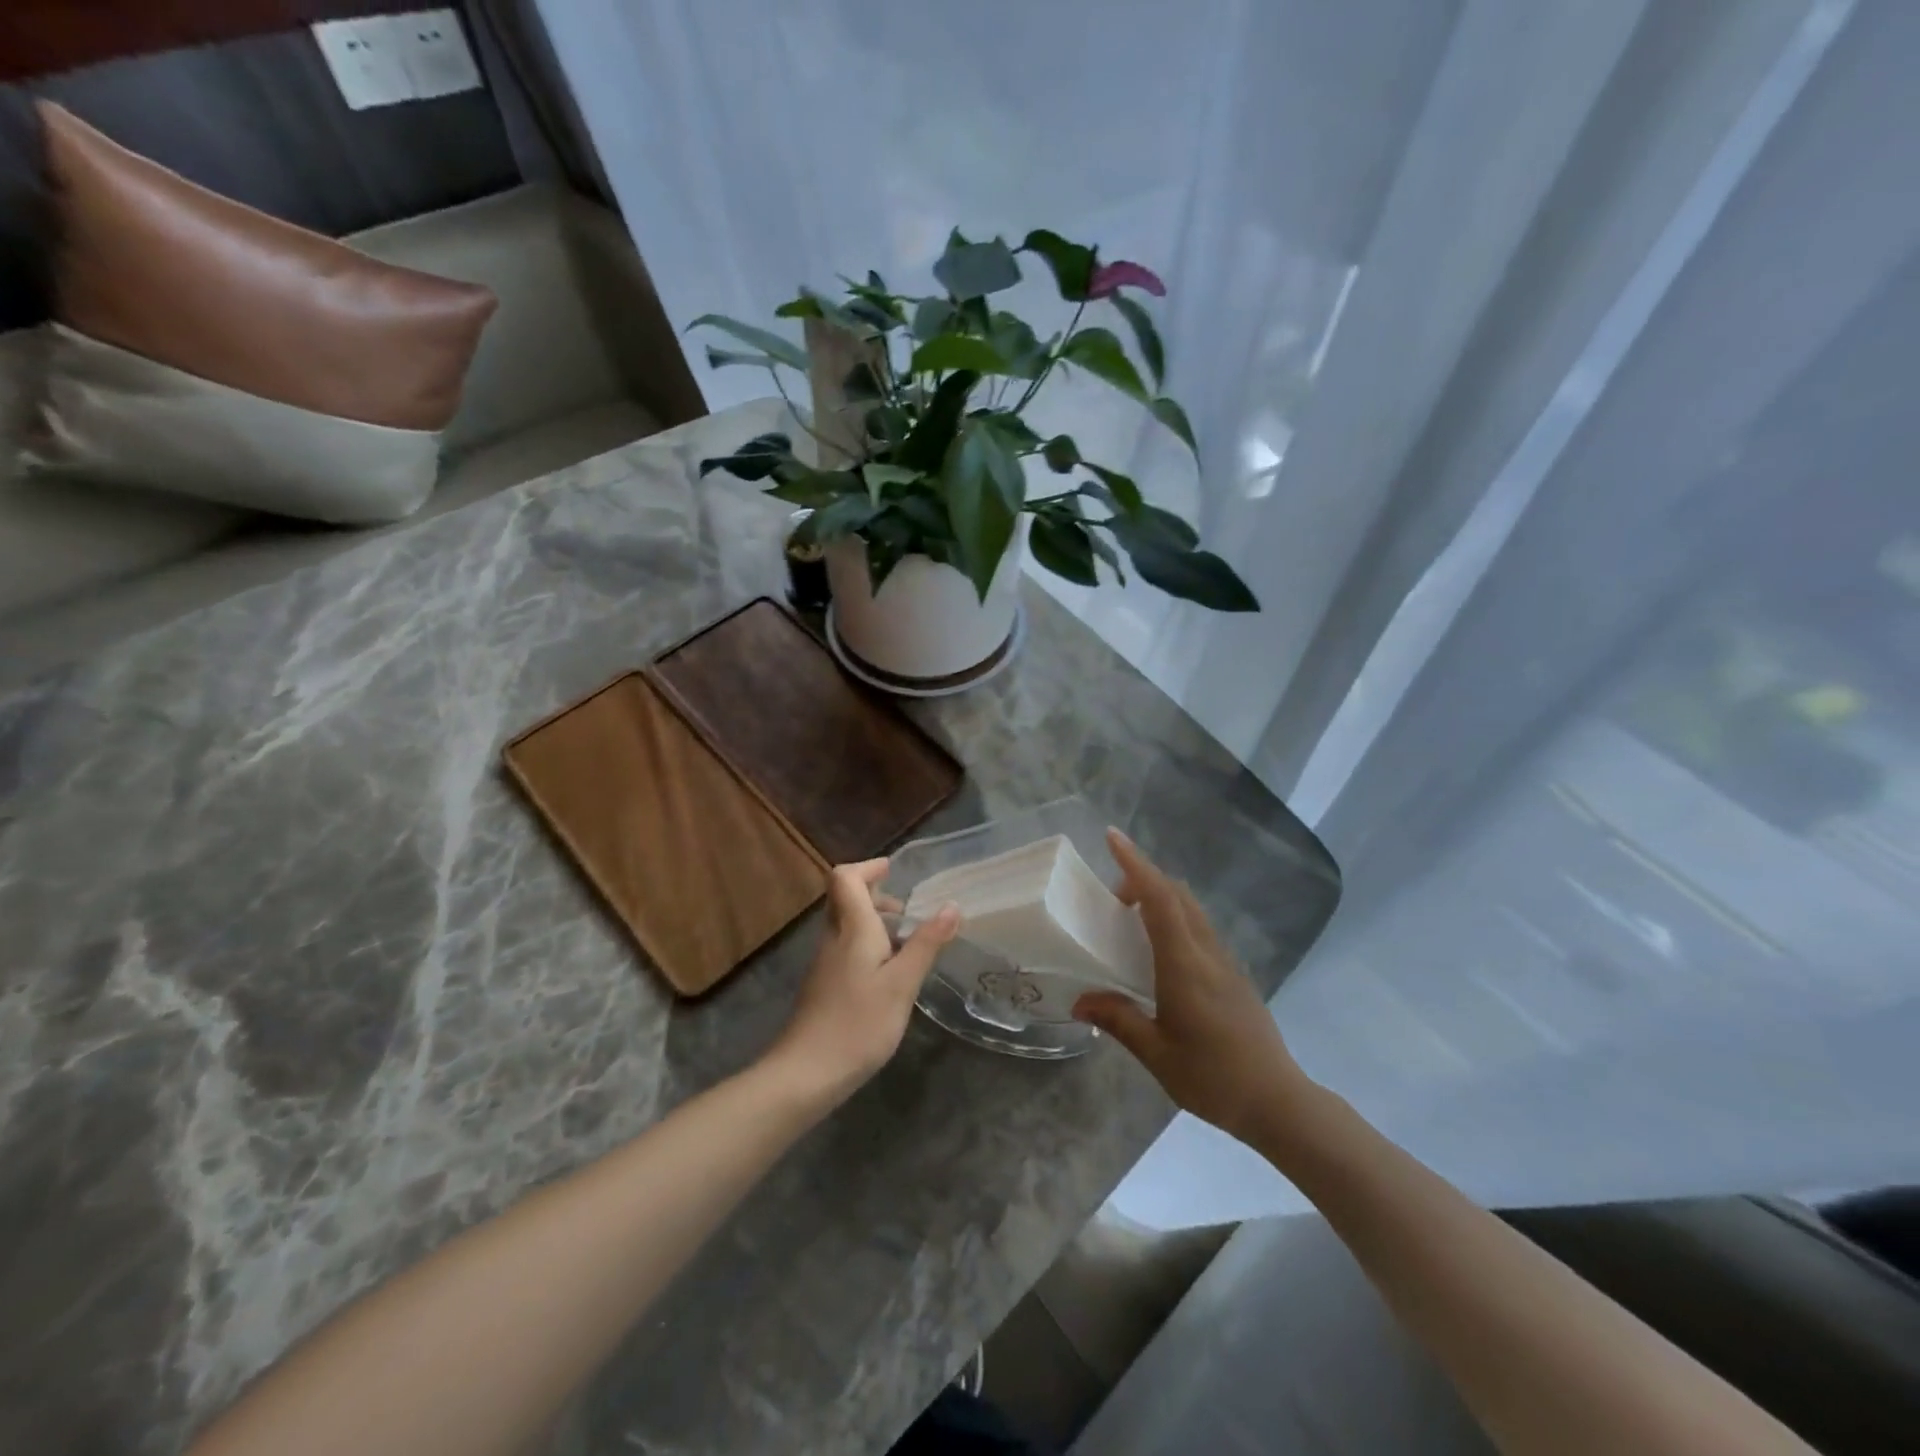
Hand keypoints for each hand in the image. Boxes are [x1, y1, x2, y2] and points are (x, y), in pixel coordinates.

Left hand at [766, 859, 958, 1105]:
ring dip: (874, 921)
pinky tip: (890, 974)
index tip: (893, 871)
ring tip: (908, 943)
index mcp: (852, 928)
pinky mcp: (824, 985)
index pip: (846, 878)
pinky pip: (846, 948)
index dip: (868, 867)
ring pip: (846, 924)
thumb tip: (951, 906)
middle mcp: (833, 938)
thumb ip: (926, 944)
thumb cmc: (858, 1024)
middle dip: (876, 894)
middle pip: (845, 898)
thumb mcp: (902, 985)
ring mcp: (825, 963)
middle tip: (908, 911)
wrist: (806, 1074)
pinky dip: (869, 945)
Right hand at [1073, 829, 1314, 1145]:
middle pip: (1178, 894)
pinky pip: (1200, 928)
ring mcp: (1225, 962)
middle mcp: (1207, 952)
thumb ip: (1118, 1020)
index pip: (1160, 899)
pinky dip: (1174, 918)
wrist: (1278, 1102)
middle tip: (1110, 896)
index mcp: (1185, 965)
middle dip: (1144, 878)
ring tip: (1129, 917)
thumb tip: (1080, 1001)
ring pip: (1192, 909)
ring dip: (1161, 897)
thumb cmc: (1213, 1077)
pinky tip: (1159, 950)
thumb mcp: (1156, 1054)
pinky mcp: (1234, 975)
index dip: (1136, 864)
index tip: (1112, 837)